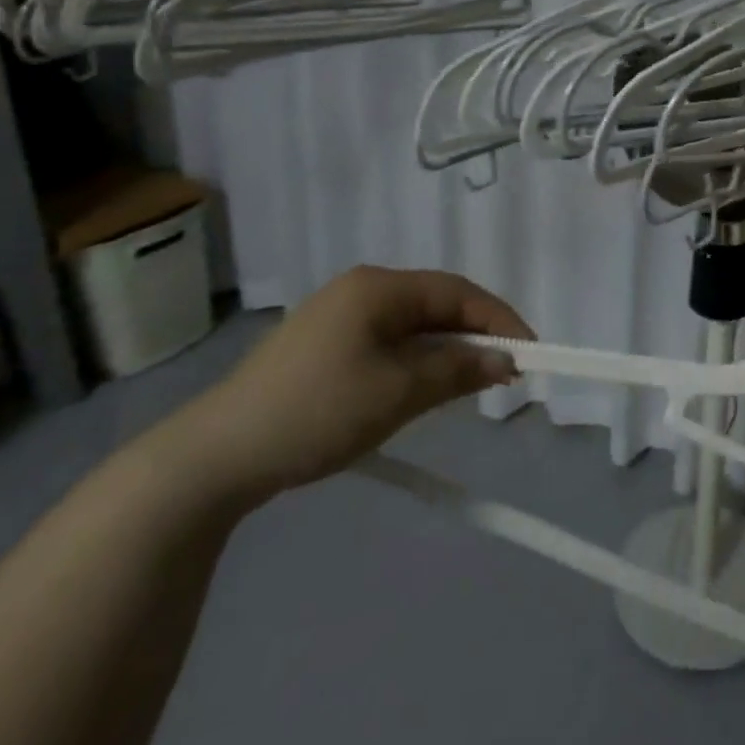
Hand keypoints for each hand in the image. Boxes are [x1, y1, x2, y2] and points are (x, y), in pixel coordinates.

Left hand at [171, 267, 531, 500]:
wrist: (214, 457)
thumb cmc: (316, 411)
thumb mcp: (397, 392)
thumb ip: (457, 369)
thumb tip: (506, 360)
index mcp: (378, 287)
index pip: (458, 292)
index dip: (499, 319)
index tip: (530, 353)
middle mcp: (360, 290)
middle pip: (436, 305)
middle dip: (474, 336)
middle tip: (503, 374)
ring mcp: (338, 317)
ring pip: (412, 327)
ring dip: (445, 352)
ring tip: (468, 385)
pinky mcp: (323, 346)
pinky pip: (388, 343)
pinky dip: (415, 363)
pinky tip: (420, 390)